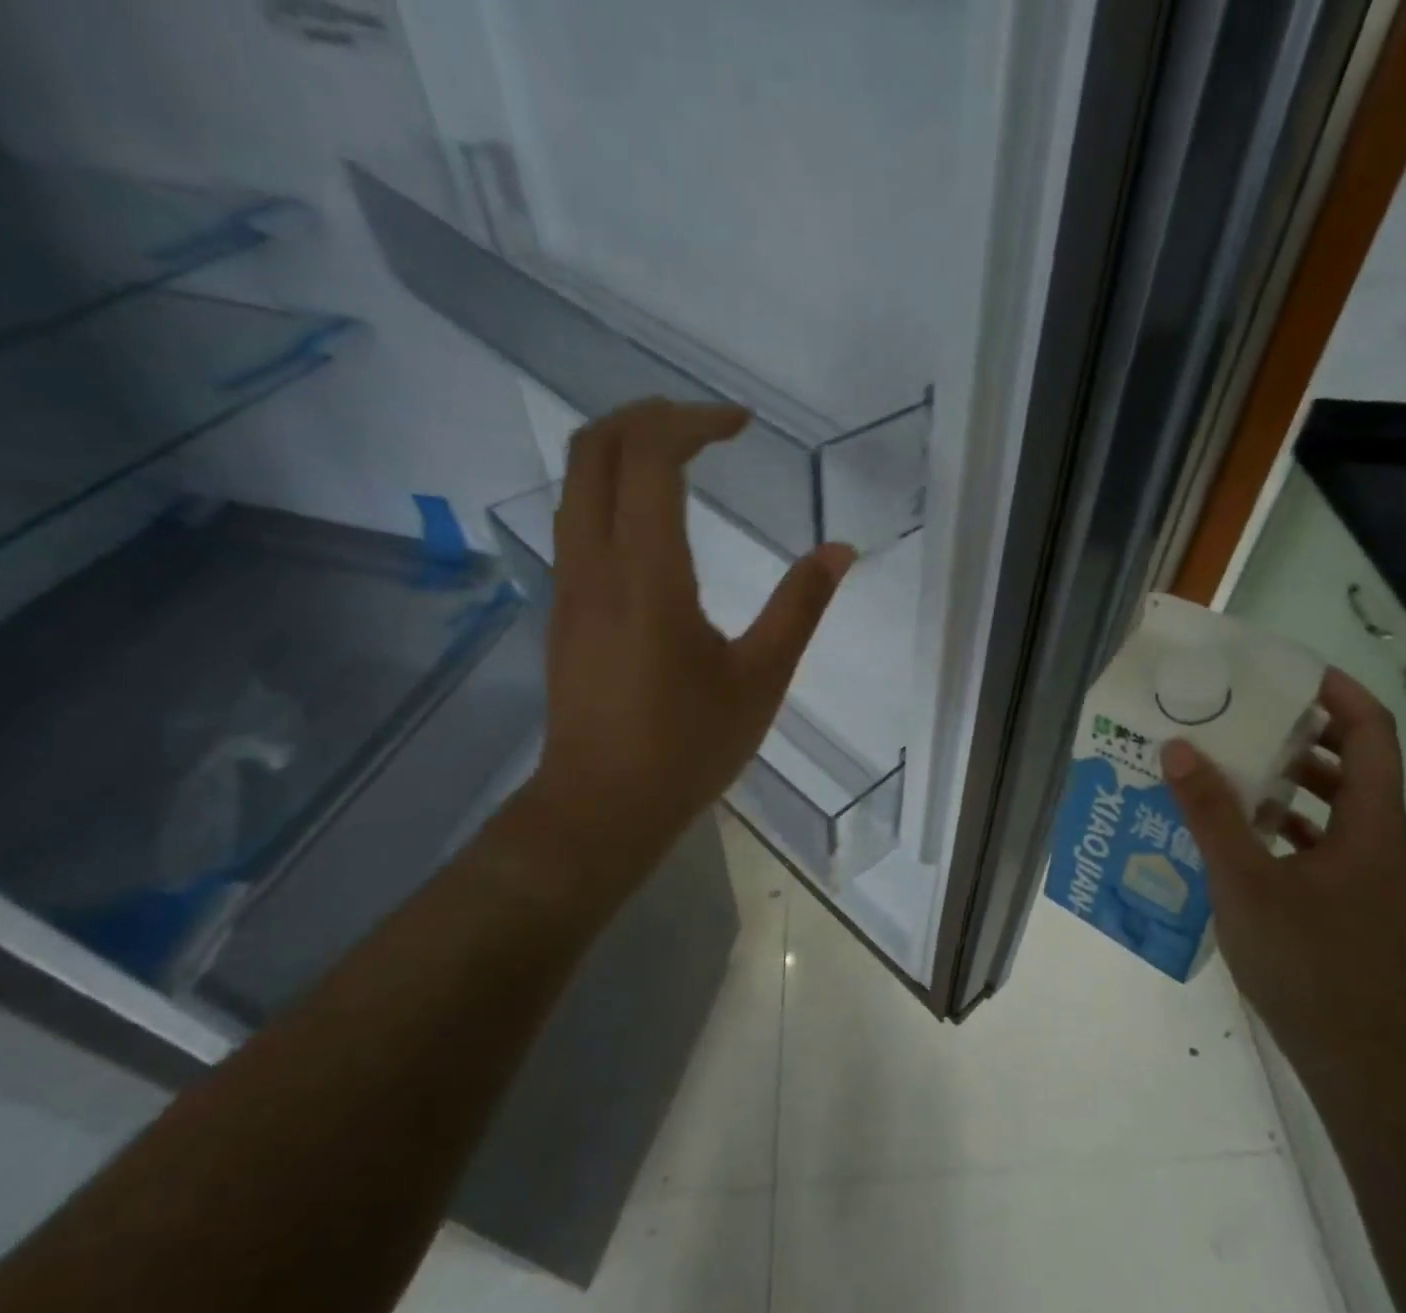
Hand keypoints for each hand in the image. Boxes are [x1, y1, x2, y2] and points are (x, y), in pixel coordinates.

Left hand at [519, 398, 854, 862]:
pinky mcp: (564, 606)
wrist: (602, 805)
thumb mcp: (760, 680)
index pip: (649, 457)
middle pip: (594, 448)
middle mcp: (594, 564)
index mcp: (647, 575)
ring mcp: (569, 584)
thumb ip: (800, 608)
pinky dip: (613, 487)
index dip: (692, 420)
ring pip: (576, 480)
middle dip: (649, 414)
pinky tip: (656, 517)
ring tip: (684, 455)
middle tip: (708, 424)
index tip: (741, 424)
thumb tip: (840, 551)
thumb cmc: (687, 746)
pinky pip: (577, 517)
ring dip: (625, 447)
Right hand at [1164, 668, 1405, 1076]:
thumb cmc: (1305, 959)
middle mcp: (1377, 841)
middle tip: (1245, 716)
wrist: (1348, 1052)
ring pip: (1334, 805)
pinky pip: (1316, 841)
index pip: (1372, 733)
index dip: (1338, 694)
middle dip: (1303, 733)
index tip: (1287, 673)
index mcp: (1372, 825)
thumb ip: (1210, 813)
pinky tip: (1234, 832)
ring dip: (1289, 780)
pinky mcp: (1344, 901)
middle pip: (1354, 764)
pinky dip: (1281, 824)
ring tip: (1231, 766)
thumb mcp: (1245, 880)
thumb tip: (1179, 748)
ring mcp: (1363, 874)